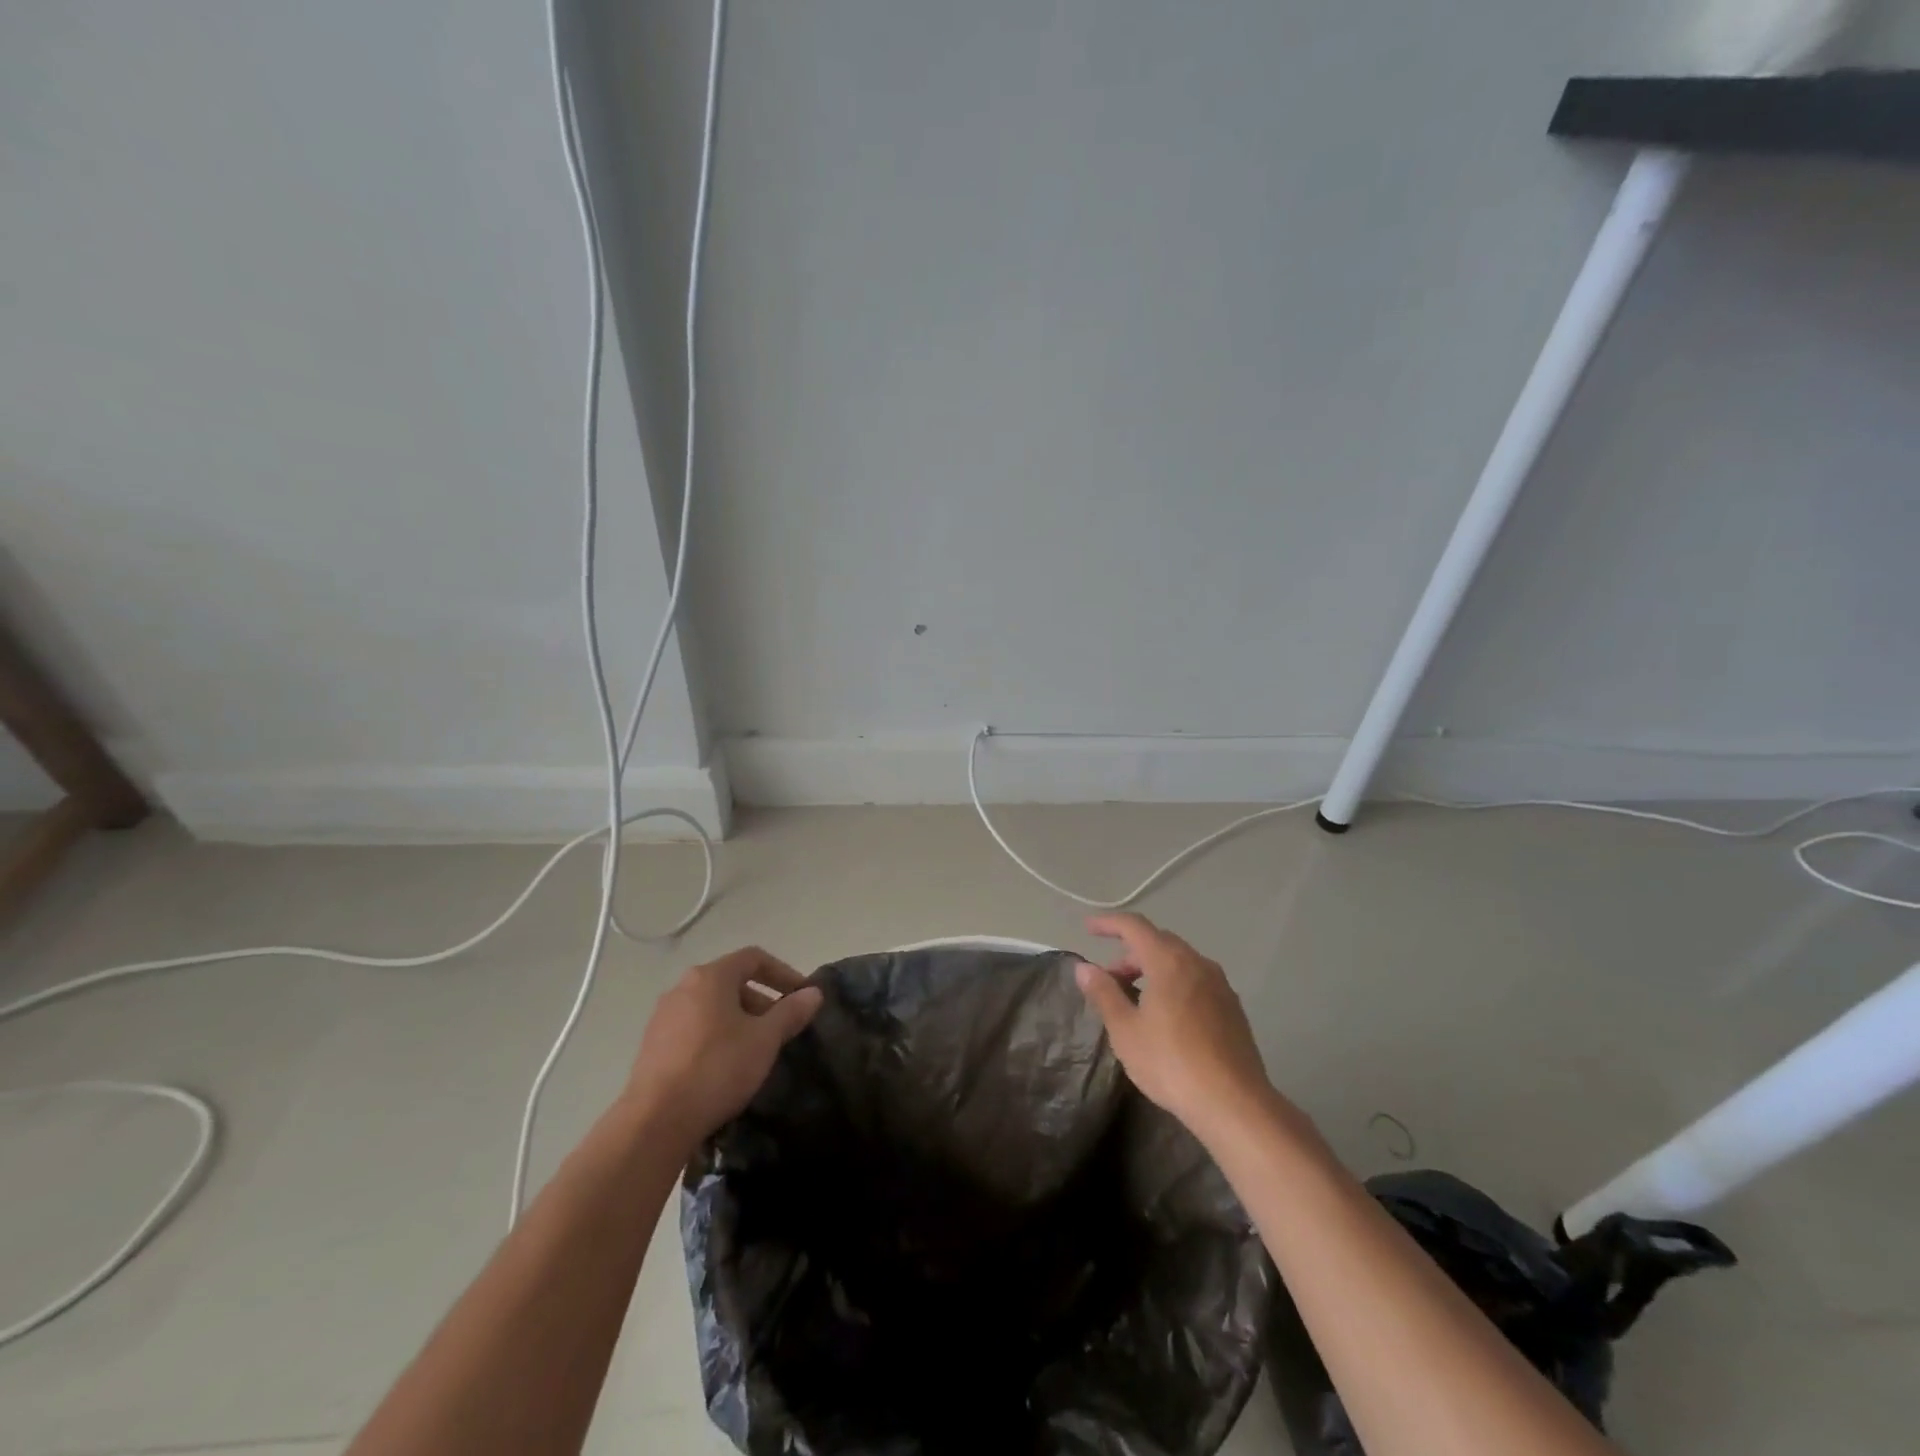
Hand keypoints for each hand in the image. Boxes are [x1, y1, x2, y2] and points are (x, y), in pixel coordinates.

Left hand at [625, 947, 823, 1152]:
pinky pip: (694, 1027)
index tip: (801, 996)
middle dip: (762, 1000)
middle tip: (781, 1028)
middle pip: (731, 981)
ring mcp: (663, 1016)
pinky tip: (725, 1066)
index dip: (783, 972)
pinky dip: (716, 1035)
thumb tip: (814, 993)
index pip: (754, 958)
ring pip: (712, 1006)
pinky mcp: (652, 1044)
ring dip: (739, 1019)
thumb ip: (791, 1012)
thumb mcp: (764, 1040)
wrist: (655, 1122)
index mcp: (710, 977)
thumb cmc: (717, 1068)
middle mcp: (683, 987)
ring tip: (756, 1049)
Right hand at [1075, 913, 1273, 1145]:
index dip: (1108, 924)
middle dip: (1130, 953)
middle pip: (1158, 942)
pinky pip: (1196, 981)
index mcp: (1169, 961)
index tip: (1088, 929)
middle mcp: (1197, 963)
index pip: (1134, 927)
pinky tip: (1166, 1016)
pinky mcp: (1232, 1008)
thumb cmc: (1170, 1063)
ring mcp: (1220, 985)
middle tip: (1109, 977)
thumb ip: (1104, 993)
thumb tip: (1084, 967)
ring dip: (1153, 969)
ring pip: (1179, 961)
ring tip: (1135, 999)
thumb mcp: (1125, 1030)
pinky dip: (1174, 984)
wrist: (1234, 1103)